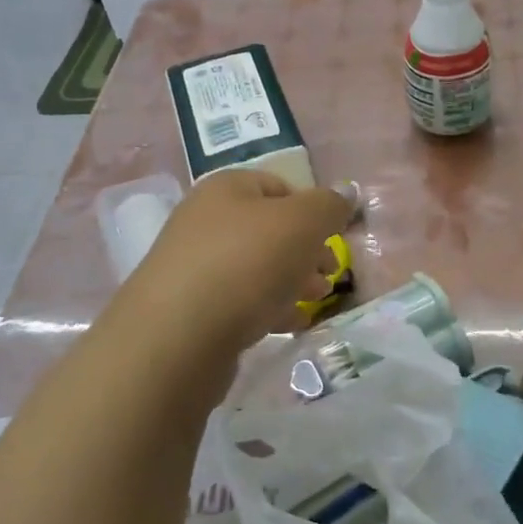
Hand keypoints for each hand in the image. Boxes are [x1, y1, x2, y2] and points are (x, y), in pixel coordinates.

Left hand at [121, 170, 352, 354]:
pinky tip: (288, 325)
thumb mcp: (302, 223)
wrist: (176, 337)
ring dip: (291, 281)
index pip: (280, 186)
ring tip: (314, 301)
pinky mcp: (191, 308)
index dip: (313, 210)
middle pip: (269, 229)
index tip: (334, 240)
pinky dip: (268, 308)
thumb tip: (345, 193)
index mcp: (227, 188)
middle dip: (306, 251)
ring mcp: (194, 265)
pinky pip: (240, 301)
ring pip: (256, 267)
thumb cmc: (246, 264)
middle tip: (330, 276)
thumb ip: (329, 205)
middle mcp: (205, 220)